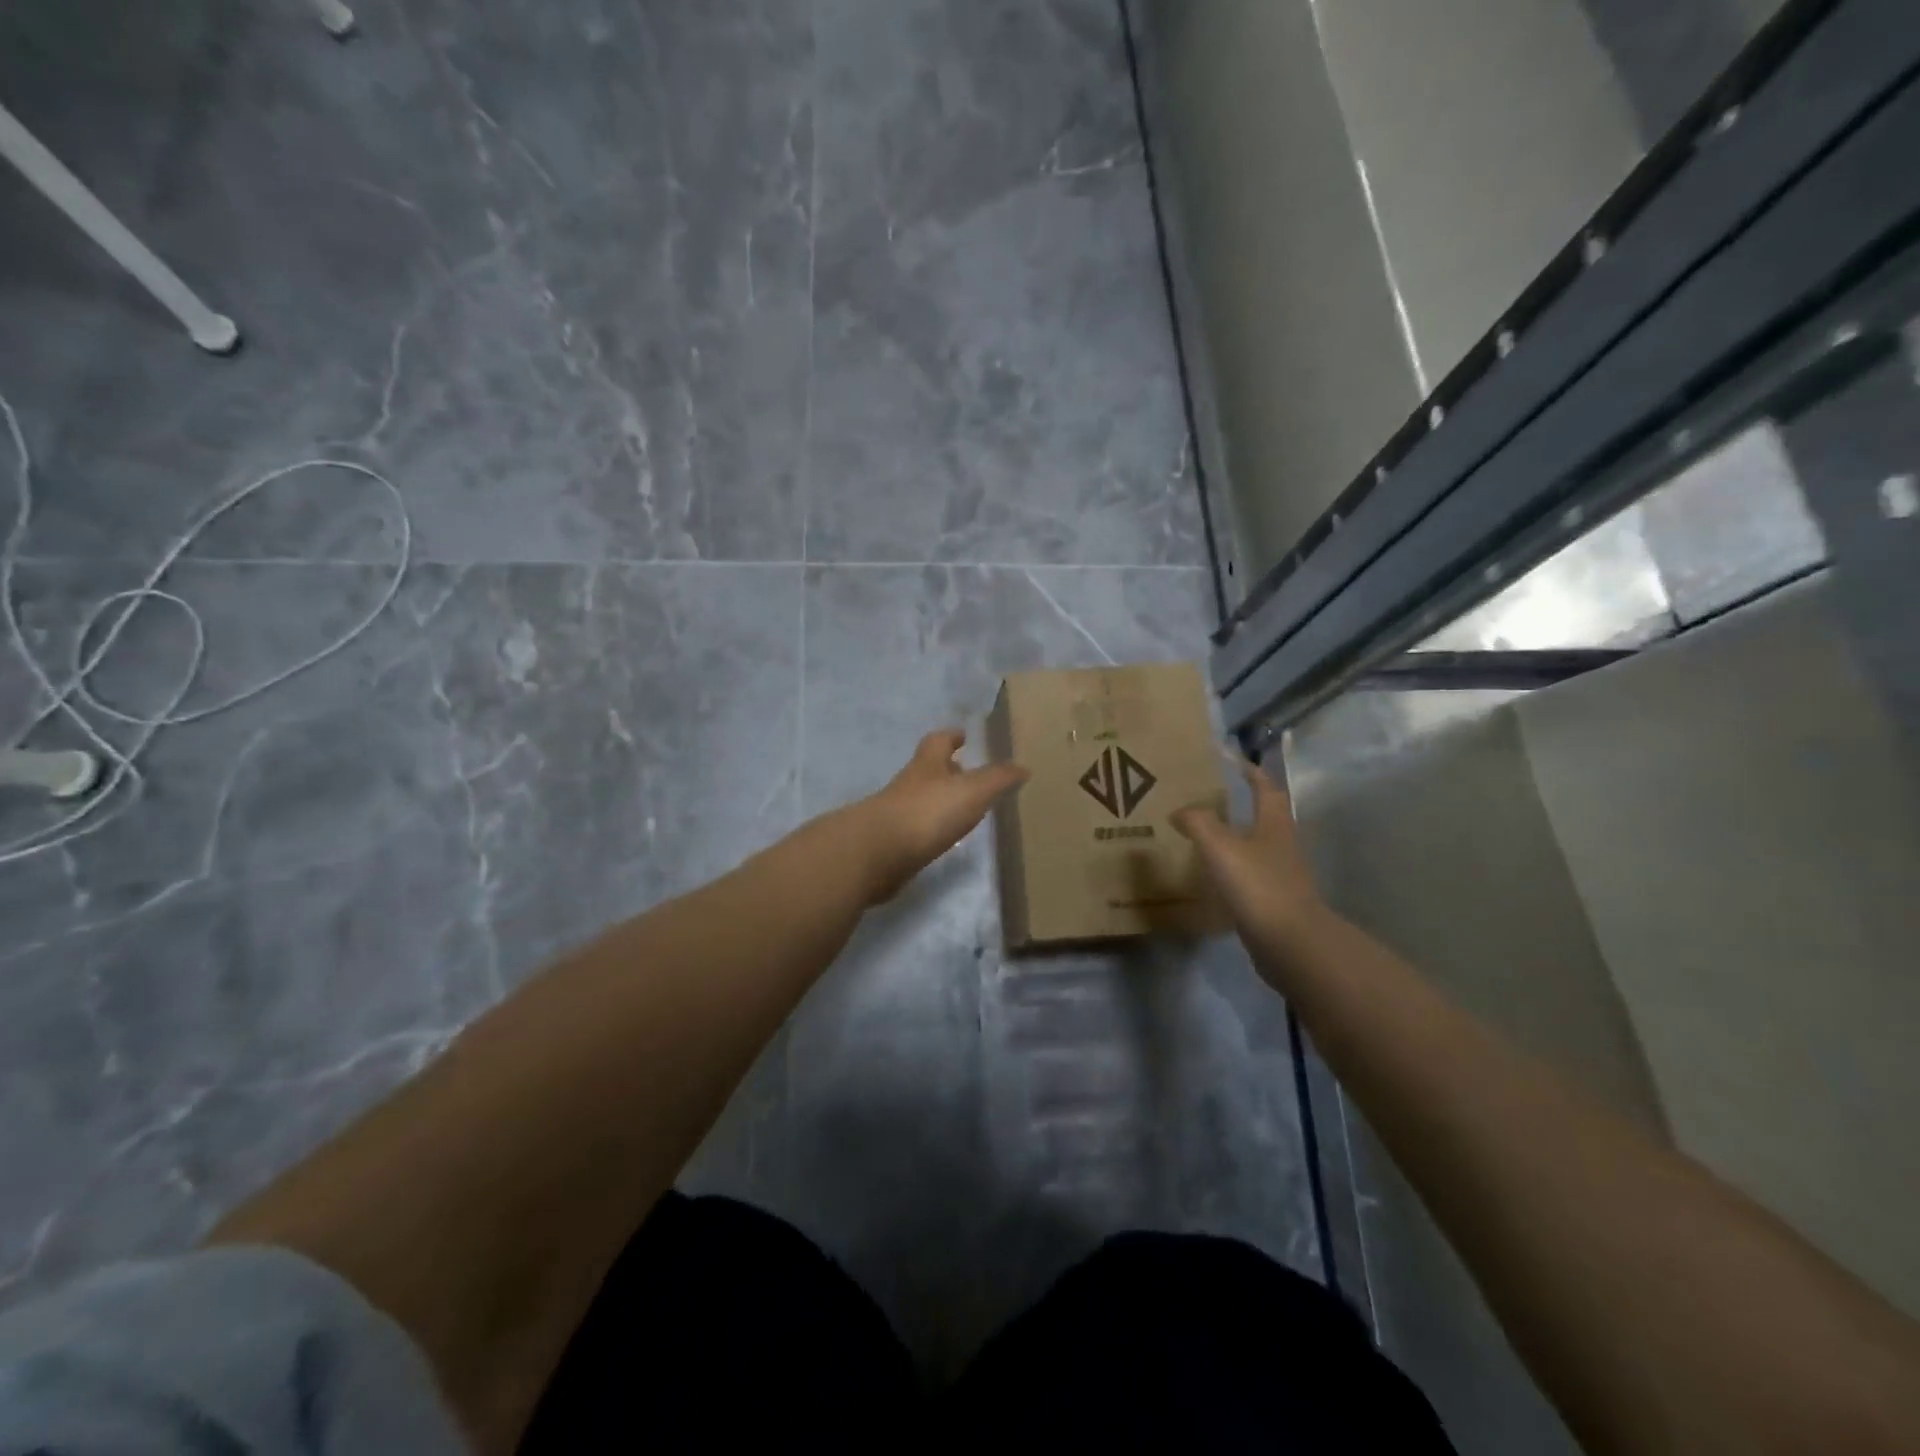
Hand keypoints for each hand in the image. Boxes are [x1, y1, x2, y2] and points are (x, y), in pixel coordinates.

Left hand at [853, 729, 1027, 903]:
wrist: (876, 853)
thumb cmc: (927, 812)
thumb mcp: (972, 791)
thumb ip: (998, 779)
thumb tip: (1023, 767)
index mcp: (927, 765)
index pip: (938, 741)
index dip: (951, 737)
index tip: (963, 735)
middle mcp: (909, 784)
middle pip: (928, 770)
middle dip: (946, 770)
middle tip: (968, 775)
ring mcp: (896, 813)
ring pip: (921, 800)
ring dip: (939, 802)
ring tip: (962, 811)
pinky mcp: (891, 843)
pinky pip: (914, 829)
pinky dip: (929, 829)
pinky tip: (942, 840)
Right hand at [1172, 756, 1328, 956]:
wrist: (1291, 944)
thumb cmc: (1259, 885)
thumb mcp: (1221, 847)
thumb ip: (1198, 822)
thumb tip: (1180, 811)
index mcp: (1274, 824)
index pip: (1265, 787)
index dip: (1250, 772)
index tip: (1232, 761)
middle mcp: (1281, 845)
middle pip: (1264, 817)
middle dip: (1240, 806)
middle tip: (1206, 800)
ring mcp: (1280, 876)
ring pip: (1254, 848)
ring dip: (1233, 840)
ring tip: (1200, 838)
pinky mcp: (1273, 903)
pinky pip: (1248, 878)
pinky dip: (1230, 872)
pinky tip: (1208, 879)